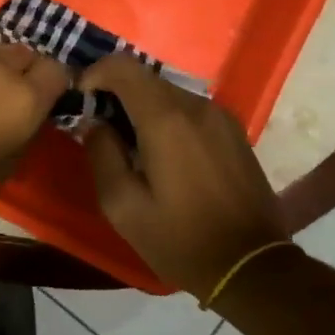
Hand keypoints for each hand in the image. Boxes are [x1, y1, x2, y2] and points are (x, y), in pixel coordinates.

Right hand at [79, 54, 288, 297]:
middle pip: (145, 78)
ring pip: (168, 93)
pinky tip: (163, 154)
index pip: (122, 66)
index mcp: (166, 120)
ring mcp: (220, 117)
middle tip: (101, 129)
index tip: (81, 99)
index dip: (94, 73)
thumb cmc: (180, 239)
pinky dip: (167, 119)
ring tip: (131, 145)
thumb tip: (95, 124)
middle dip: (116, 94)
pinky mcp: (234, 131)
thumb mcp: (122, 205)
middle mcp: (196, 106)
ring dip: (142, 108)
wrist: (253, 268)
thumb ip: (101, 154)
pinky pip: (189, 110)